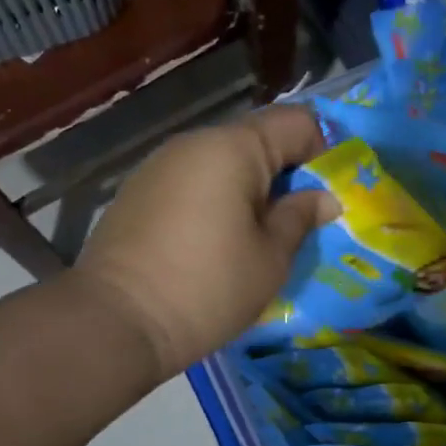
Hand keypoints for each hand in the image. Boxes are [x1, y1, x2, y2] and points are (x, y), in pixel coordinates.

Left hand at [75, 106, 337, 377]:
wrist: (114, 323)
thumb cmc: (208, 287)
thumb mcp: (270, 257)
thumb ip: (300, 217)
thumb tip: (323, 198)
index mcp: (233, 148)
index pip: (296, 122)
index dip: (324, 150)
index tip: (330, 192)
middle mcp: (194, 142)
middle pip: (258, 139)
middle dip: (286, 172)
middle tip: (301, 220)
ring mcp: (160, 164)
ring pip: (224, 162)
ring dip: (251, 188)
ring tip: (259, 235)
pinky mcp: (138, 191)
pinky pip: (194, 181)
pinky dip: (217, 199)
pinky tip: (217, 240)